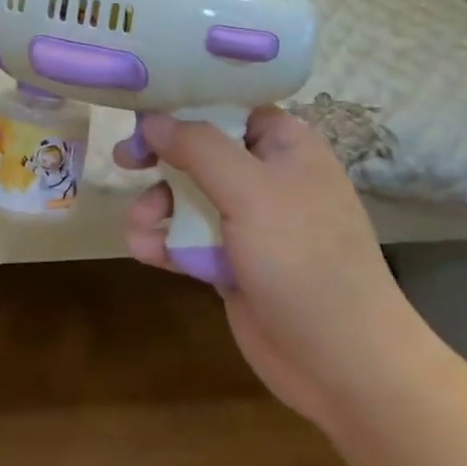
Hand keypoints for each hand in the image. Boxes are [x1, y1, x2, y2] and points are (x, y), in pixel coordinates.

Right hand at [116, 109, 410, 430]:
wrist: (342, 362)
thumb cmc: (302, 258)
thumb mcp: (249, 191)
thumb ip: (197, 148)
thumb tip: (153, 119)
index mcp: (285, 145)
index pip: (228, 106)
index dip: (183, 104)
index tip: (141, 109)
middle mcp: (267, 176)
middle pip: (200, 150)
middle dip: (161, 157)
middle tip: (125, 159)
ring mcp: (249, 222)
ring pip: (187, 196)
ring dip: (156, 206)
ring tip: (138, 224)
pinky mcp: (231, 262)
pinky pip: (187, 238)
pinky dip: (164, 241)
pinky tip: (144, 252)